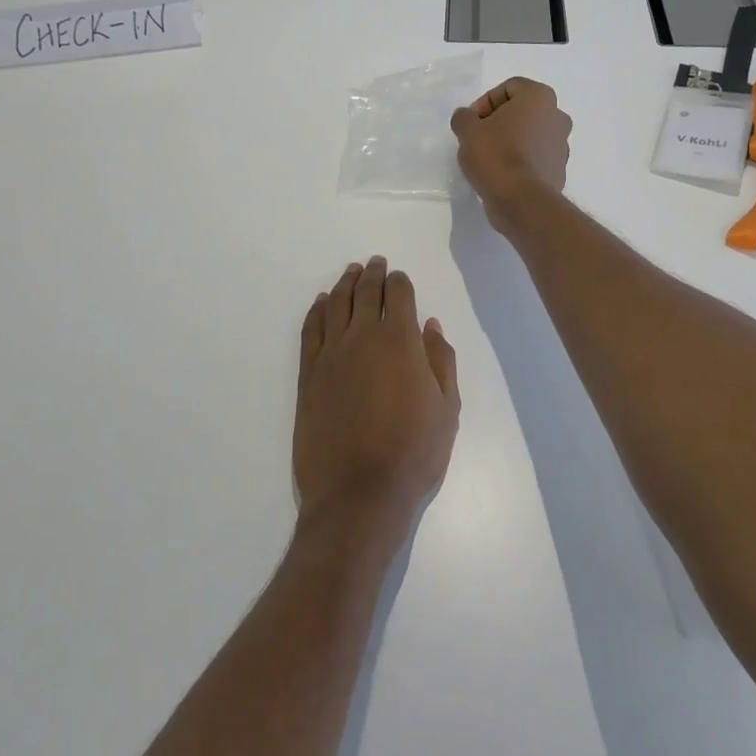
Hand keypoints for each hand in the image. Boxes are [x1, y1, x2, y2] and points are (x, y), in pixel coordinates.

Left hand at [294, 258, 459, 539]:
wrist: (359, 493)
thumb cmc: (414, 453)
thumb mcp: (447, 409)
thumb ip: (440, 360)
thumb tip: (431, 325)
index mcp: (401, 341)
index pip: (399, 295)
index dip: (400, 282)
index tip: (399, 276)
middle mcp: (363, 337)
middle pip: (365, 293)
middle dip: (372, 275)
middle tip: (374, 263)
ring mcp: (331, 354)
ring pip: (336, 305)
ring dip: (345, 285)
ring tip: (350, 272)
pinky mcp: (308, 374)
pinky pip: (311, 330)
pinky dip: (317, 311)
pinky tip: (322, 302)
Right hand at [450, 77, 572, 234]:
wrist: (520, 200)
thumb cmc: (495, 155)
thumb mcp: (467, 130)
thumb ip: (464, 117)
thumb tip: (466, 117)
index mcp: (540, 97)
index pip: (509, 87)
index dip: (484, 102)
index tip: (471, 123)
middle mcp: (558, 116)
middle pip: (521, 111)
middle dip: (498, 122)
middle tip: (477, 138)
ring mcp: (562, 145)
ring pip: (530, 135)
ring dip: (510, 141)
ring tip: (488, 159)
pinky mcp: (559, 170)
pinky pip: (535, 157)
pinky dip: (520, 161)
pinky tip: (501, 174)